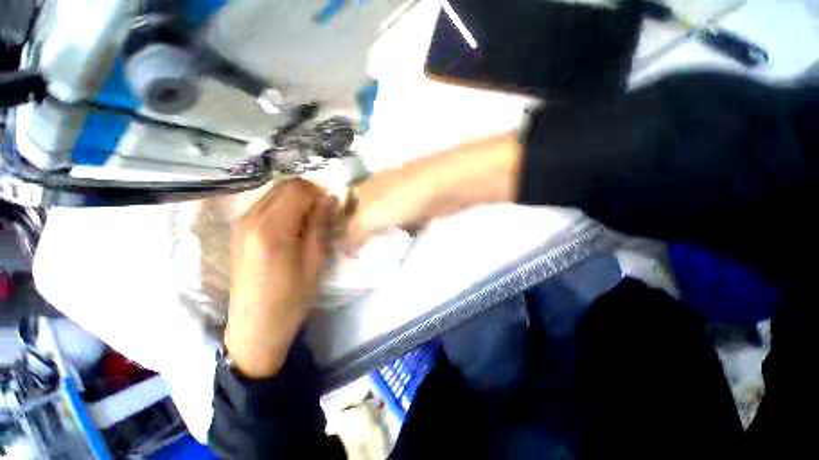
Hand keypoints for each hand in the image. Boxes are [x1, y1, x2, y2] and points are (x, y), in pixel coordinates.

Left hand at [225, 179, 336, 377]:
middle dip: (308, 192)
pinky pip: (265, 205)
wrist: (255, 326)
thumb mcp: (314, 261)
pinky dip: (284, 206)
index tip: (332, 204)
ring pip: (274, 193)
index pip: (298, 190)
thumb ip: (320, 225)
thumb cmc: (291, 298)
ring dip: (296, 198)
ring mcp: (240, 224)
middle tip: (324, 210)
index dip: (319, 191)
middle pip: (283, 186)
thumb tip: (330, 198)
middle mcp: (250, 219)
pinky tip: (294, 225)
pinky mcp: (239, 231)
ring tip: (311, 218)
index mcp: (271, 229)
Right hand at [344, 133, 521, 250]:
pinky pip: (403, 223)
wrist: (442, 187)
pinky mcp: (416, 207)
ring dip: (380, 235)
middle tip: (354, 256)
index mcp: (362, 189)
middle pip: (363, 216)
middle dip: (359, 235)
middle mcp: (378, 192)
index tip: (334, 249)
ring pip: (384, 221)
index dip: (336, 228)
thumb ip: (352, 234)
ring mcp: (399, 198)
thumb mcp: (369, 217)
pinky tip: (398, 244)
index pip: (341, 209)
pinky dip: (400, 233)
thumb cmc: (400, 199)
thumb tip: (343, 251)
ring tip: (373, 255)